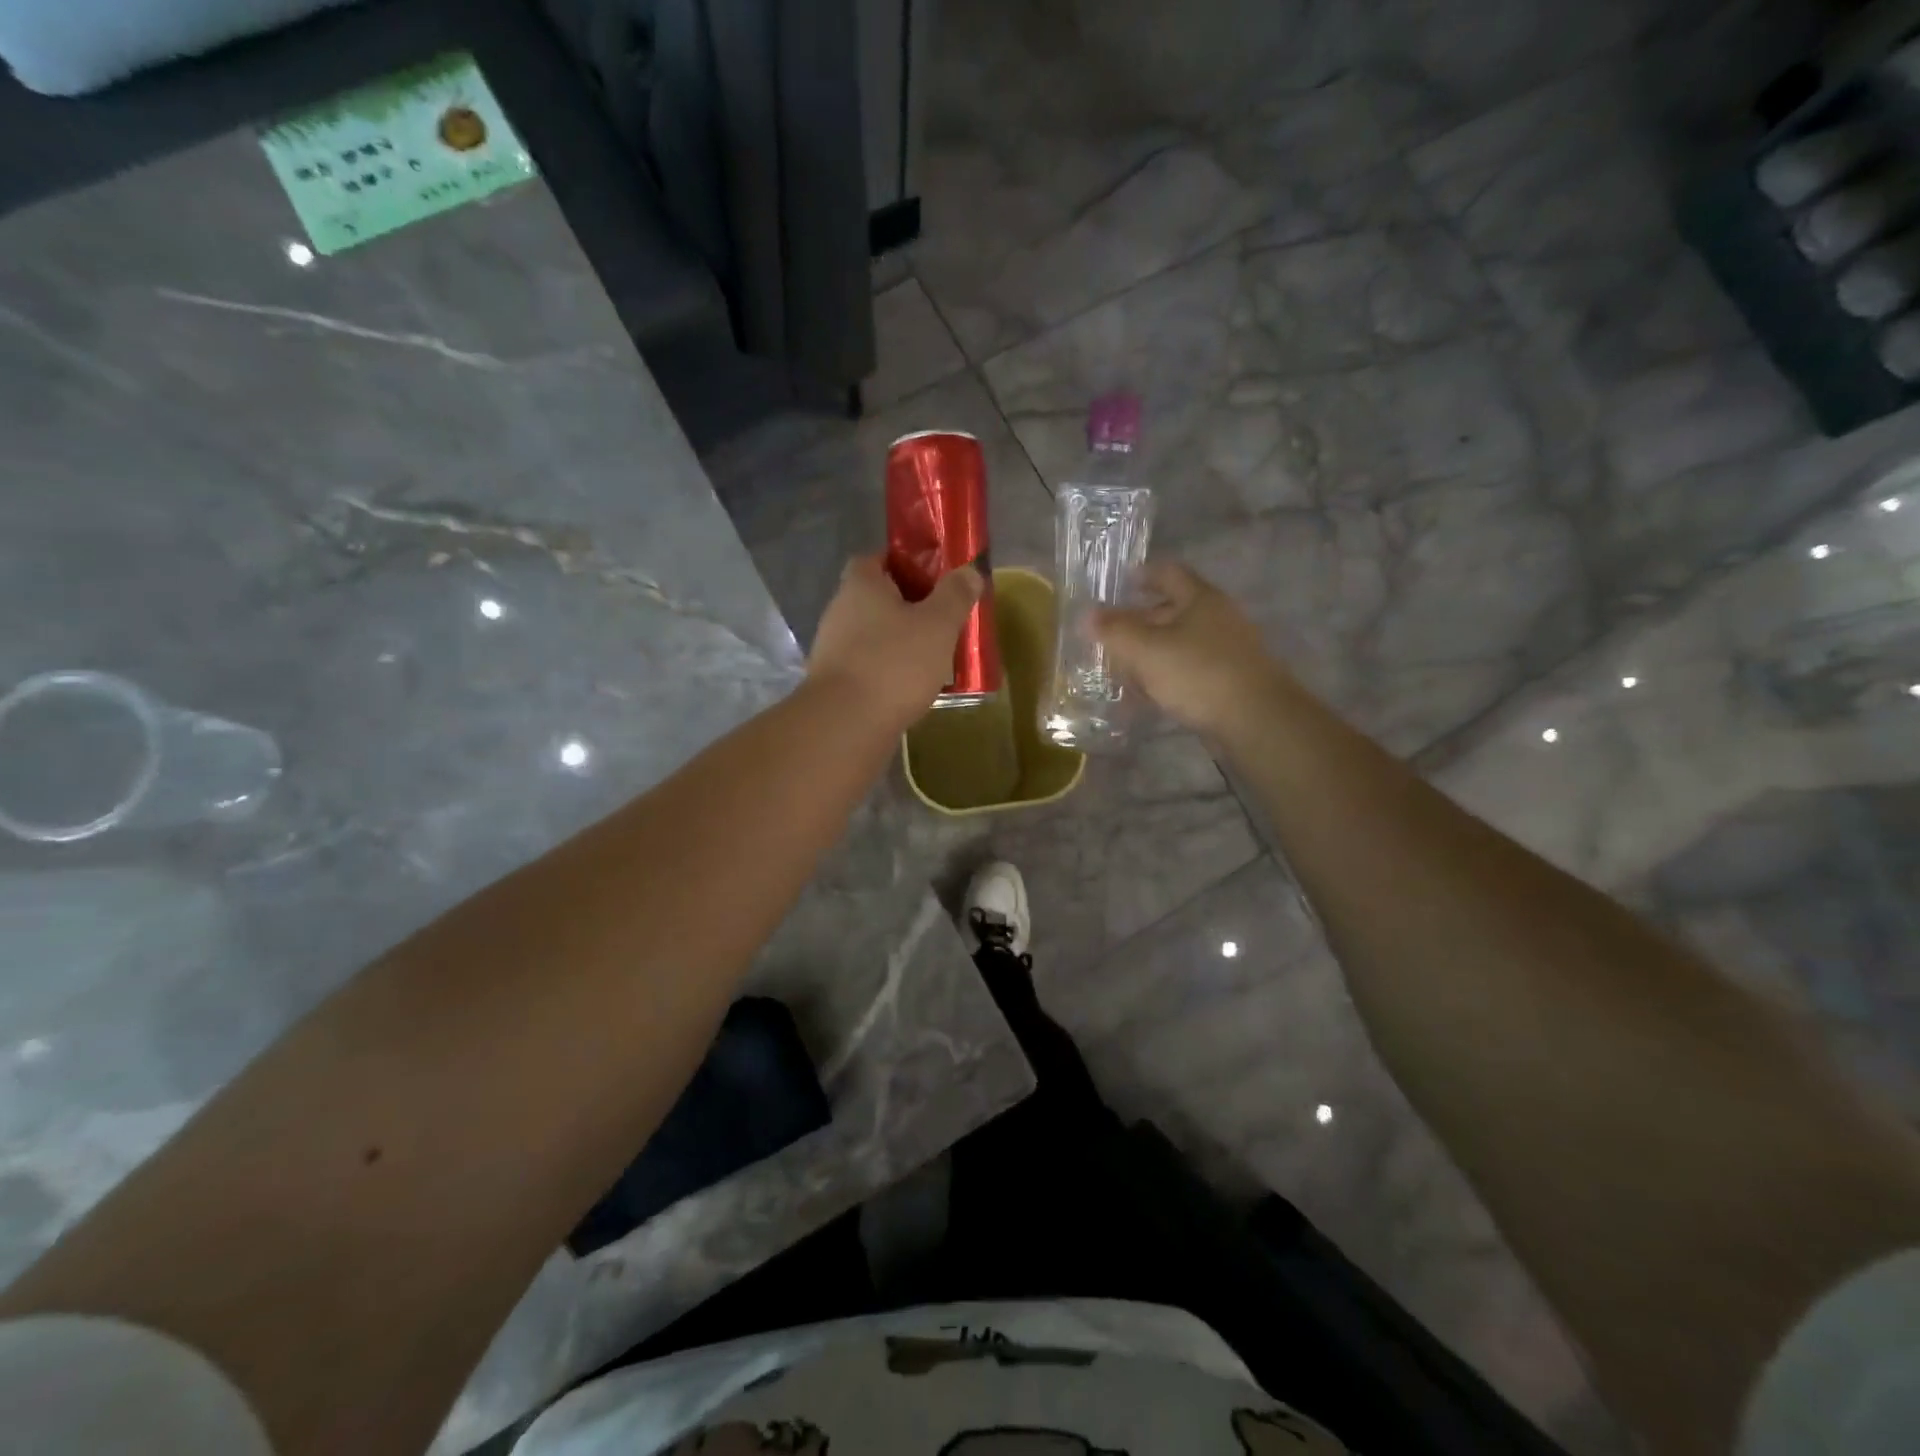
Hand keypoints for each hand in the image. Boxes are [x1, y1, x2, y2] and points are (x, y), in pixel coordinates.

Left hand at [808, 555, 983, 729]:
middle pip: (876, 598)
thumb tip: (969, 571)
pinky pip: (867, 666)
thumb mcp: (938, 624)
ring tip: (933, 657)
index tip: (933, 579)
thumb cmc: (894, 663)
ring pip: (872, 635)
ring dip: (898, 642)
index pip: (876, 558)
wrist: (846, 725)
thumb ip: (955, 595)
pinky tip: (911, 687)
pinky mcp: (834, 683)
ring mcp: (832, 649)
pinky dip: (888, 671)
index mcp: (861, 585)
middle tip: (941, 620)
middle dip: (907, 607)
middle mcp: (839, 611)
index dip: (904, 564)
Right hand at [1094, 561, 1287, 735]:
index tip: (1122, 582)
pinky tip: (1149, 693)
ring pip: (1180, 642)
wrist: (1256, 719)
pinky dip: (1167, 675)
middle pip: (1173, 610)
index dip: (1144, 575)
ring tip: (1123, 668)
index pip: (1169, 573)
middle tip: (1112, 634)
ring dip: (1152, 652)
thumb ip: (1114, 631)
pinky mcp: (1230, 680)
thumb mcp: (1146, 650)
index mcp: (1200, 599)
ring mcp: (1227, 650)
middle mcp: (1218, 618)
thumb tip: (1087, 615)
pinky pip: (1190, 669)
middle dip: (1141, 620)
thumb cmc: (1198, 673)